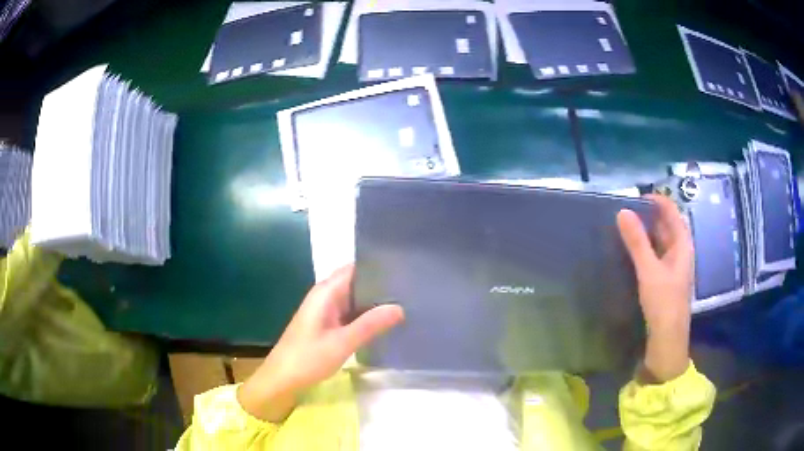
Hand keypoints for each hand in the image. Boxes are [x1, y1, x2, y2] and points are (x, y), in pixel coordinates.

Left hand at [238, 265, 404, 421]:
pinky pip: (350, 313)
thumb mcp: (342, 343)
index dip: (377, 266)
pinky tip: (384, 322)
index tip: (403, 269)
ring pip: (354, 299)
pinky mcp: (326, 325)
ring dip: (374, 302)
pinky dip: (365, 315)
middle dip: (380, 285)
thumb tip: (400, 307)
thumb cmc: (308, 359)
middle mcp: (325, 296)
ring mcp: (325, 311)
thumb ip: (370, 324)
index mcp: (326, 292)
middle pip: (356, 282)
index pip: (354, 268)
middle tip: (410, 289)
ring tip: (405, 303)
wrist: (282, 380)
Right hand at [617, 194, 693, 382]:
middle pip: (667, 225)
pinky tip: (632, 251)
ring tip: (626, 226)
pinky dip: (645, 248)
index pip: (673, 212)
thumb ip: (637, 242)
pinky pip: (656, 255)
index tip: (636, 196)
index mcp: (683, 246)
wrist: (667, 341)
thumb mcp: (649, 270)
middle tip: (627, 210)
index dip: (658, 200)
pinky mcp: (665, 280)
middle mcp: (680, 253)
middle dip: (650, 215)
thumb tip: (622, 211)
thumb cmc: (664, 303)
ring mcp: (673, 267)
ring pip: (661, 241)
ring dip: (647, 232)